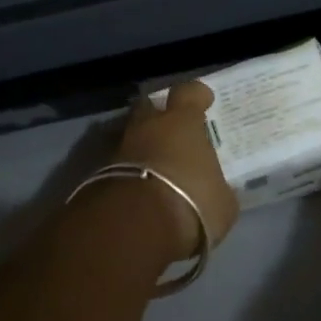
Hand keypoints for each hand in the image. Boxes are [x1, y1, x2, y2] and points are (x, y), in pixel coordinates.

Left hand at [112, 82, 239, 259]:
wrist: (134, 227)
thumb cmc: (190, 202)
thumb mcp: (221, 202)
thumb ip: (216, 189)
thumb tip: (215, 191)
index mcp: (181, 123)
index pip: (188, 93)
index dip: (196, 95)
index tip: (204, 100)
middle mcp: (147, 127)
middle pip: (149, 107)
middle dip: (158, 114)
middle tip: (172, 128)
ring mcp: (119, 149)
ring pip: (132, 138)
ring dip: (143, 148)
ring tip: (157, 167)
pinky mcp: (99, 175)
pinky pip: (121, 167)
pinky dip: (131, 174)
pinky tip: (142, 190)